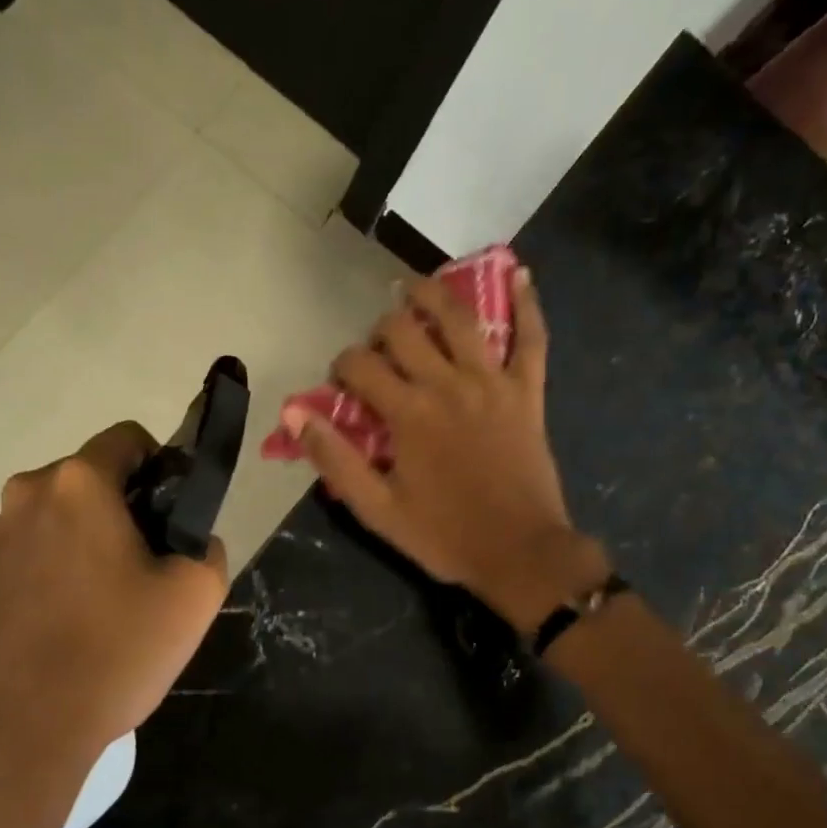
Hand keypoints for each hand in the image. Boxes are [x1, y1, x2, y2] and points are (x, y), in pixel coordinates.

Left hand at [0, 422, 227, 809]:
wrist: (16, 738)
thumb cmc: (113, 653)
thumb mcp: (194, 595)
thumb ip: (207, 547)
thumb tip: (190, 540)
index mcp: (76, 485)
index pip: (128, 439)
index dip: (164, 467)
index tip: (175, 517)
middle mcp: (25, 498)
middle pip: (92, 481)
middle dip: (127, 510)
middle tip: (150, 571)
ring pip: (62, 520)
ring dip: (91, 543)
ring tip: (113, 607)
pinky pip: (34, 557)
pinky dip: (59, 574)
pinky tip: (74, 629)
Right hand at [291, 266, 607, 629]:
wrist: (521, 553)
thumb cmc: (445, 536)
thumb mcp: (378, 510)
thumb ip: (336, 459)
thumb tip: (295, 414)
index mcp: (408, 413)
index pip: (359, 366)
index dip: (341, 367)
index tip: (342, 386)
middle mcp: (447, 384)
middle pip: (403, 330)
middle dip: (380, 331)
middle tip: (379, 349)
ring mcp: (492, 382)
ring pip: (460, 318)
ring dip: (433, 295)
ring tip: (415, 289)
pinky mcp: (527, 391)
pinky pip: (531, 338)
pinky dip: (527, 304)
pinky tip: (518, 274)